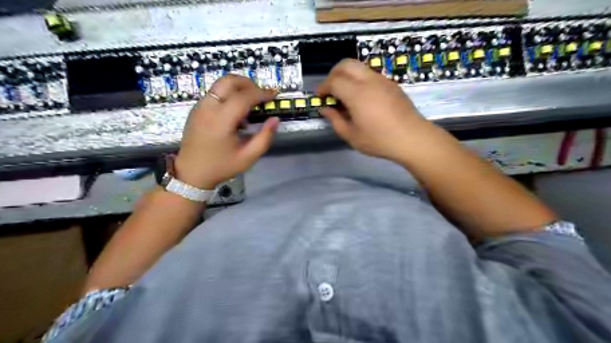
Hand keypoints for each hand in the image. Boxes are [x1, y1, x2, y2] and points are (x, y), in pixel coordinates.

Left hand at [174, 73, 278, 189]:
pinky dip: (228, 94)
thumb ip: (265, 138)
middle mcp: (208, 108)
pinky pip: (214, 93)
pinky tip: (236, 113)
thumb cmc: (221, 166)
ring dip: (238, 88)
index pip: (243, 97)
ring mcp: (200, 107)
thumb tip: (275, 119)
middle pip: (229, 81)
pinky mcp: (196, 109)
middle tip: (261, 95)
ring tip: (250, 105)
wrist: (191, 173)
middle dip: (248, 83)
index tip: (274, 95)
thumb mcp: (248, 157)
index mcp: (221, 121)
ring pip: (220, 84)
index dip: (261, 93)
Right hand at [320, 59, 427, 162]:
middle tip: (330, 90)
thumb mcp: (352, 136)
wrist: (412, 138)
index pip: (334, 81)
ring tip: (345, 94)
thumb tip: (325, 109)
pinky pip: (370, 74)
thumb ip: (335, 120)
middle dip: (333, 74)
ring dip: (347, 75)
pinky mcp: (391, 84)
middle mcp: (369, 81)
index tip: (320, 97)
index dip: (323, 87)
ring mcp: (382, 80)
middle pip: (346, 64)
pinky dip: (359, 79)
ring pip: (359, 66)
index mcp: (357, 94)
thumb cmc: (379, 140)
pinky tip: (361, 97)